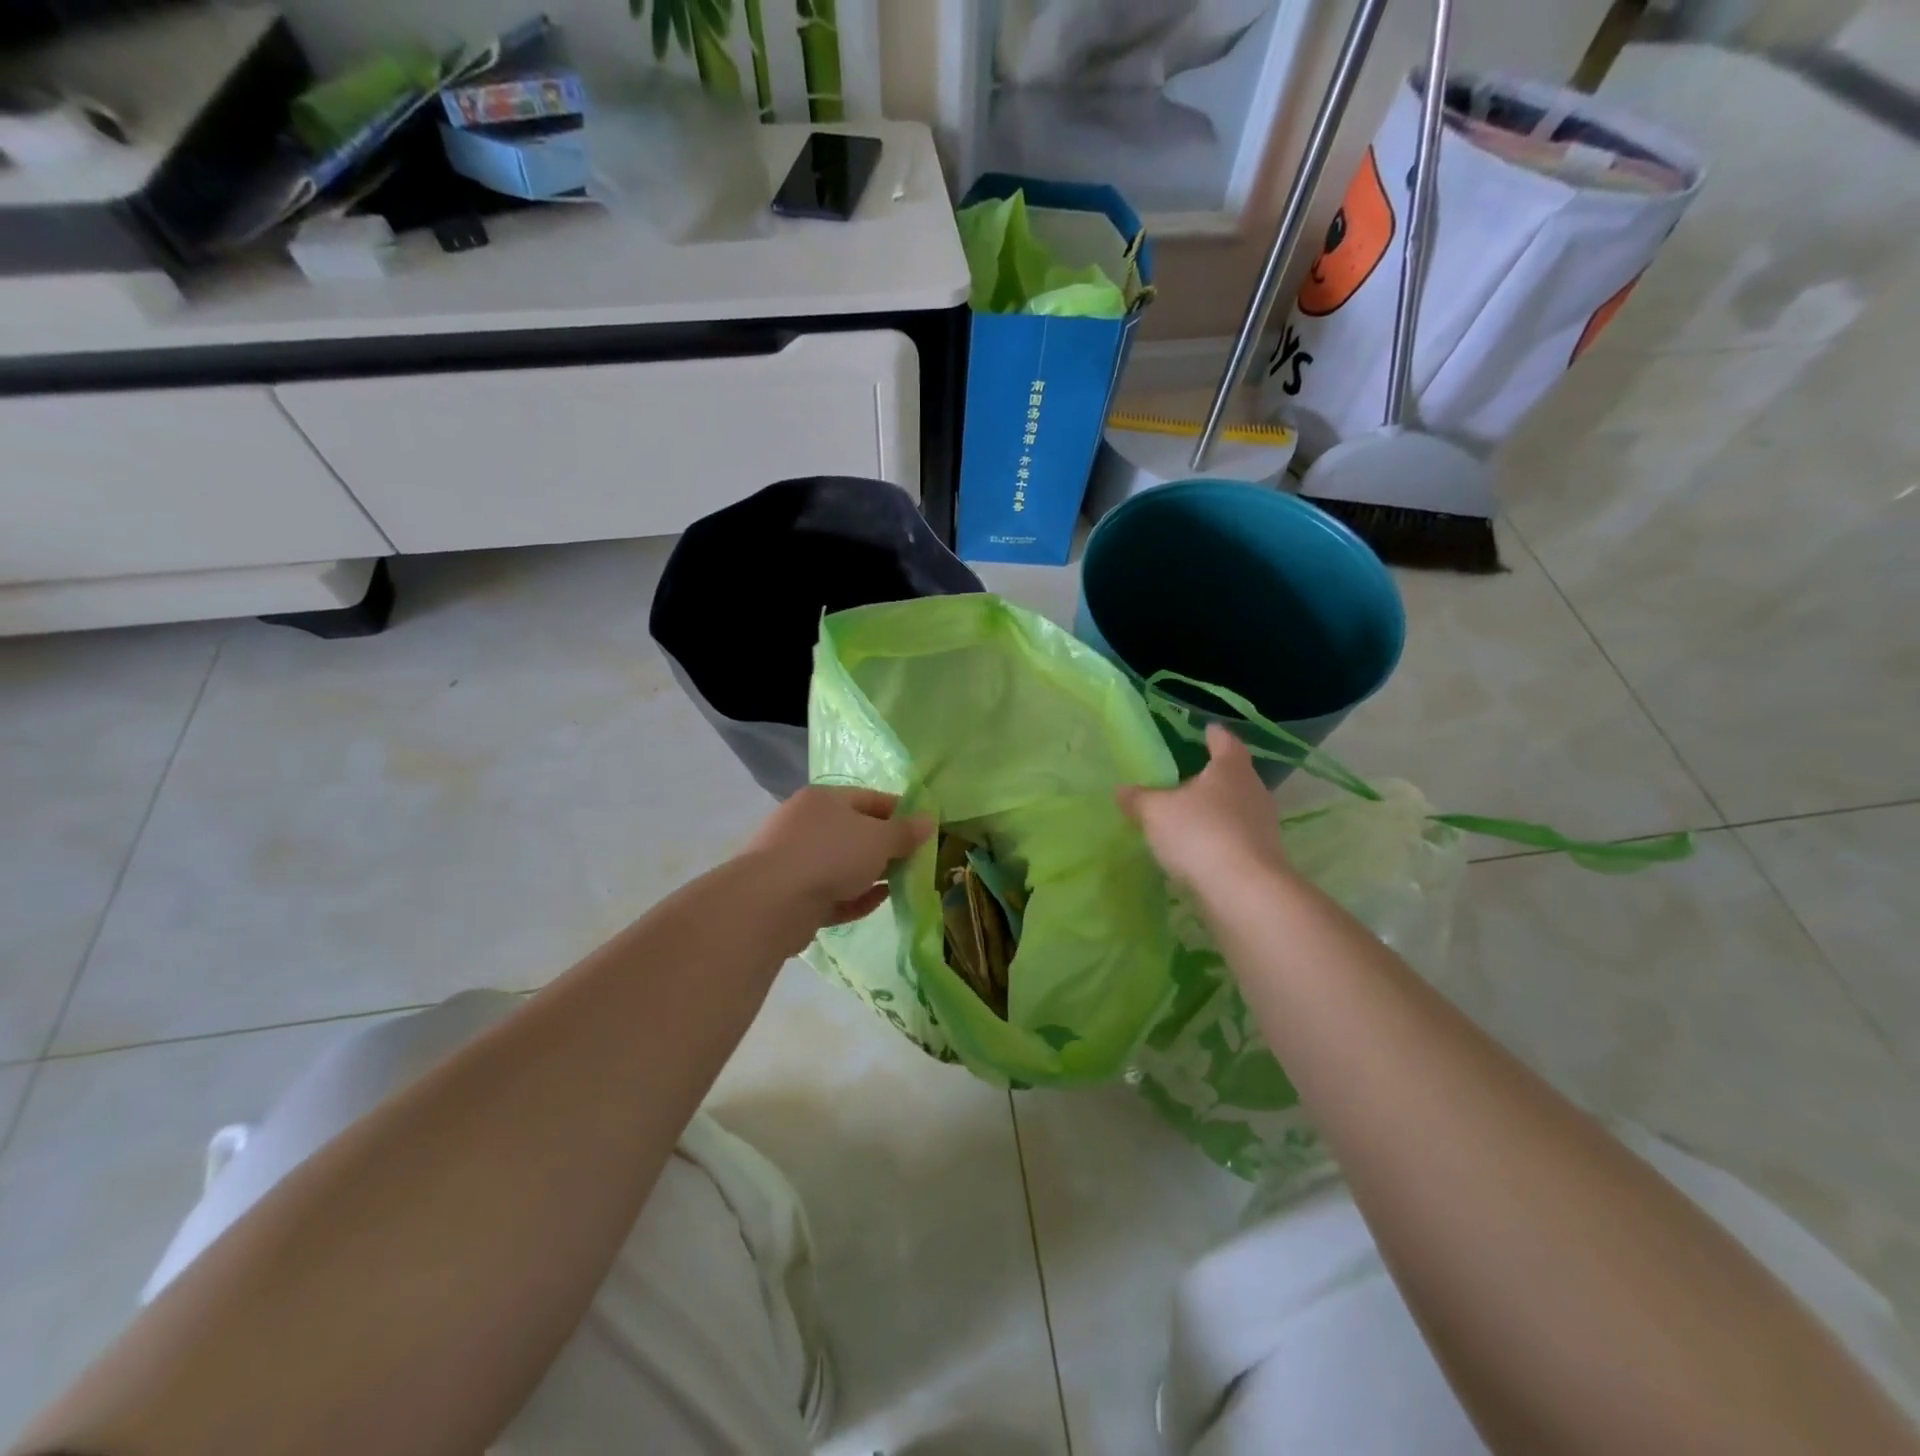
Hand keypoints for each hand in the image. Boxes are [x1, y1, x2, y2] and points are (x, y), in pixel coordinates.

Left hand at [744, 786, 932, 931]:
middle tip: (914, 862)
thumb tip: (929, 820)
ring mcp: (795, 860)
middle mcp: (805, 824)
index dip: (900, 812)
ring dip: (871, 875)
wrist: (771, 902)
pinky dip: (853, 897)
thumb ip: (905, 832)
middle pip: (855, 833)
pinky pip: (830, 893)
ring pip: (842, 865)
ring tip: (900, 886)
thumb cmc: (831, 855)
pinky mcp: (791, 895)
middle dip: (886, 849)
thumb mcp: (878, 839)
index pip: (870, 799)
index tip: (924, 831)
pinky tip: (875, 903)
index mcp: (823, 799)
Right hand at [1117, 725, 1288, 891]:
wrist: (1243, 891)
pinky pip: (1235, 838)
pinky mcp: (1261, 857)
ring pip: (1235, 809)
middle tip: (1188, 775)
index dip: (1214, 735)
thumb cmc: (1199, 833)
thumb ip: (1139, 798)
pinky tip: (1197, 848)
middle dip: (1213, 776)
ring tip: (1188, 815)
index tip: (1207, 730)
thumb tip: (1121, 790)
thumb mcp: (1156, 812)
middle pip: (1233, 776)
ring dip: (1215, 811)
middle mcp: (1253, 791)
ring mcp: (1262, 826)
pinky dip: (1217, 838)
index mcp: (1231, 769)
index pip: (1225, 742)